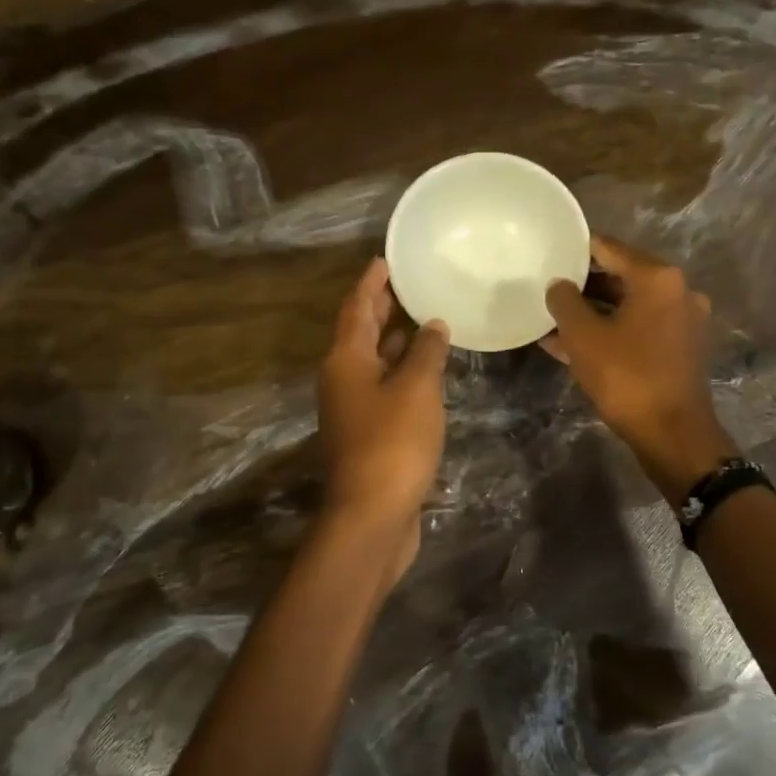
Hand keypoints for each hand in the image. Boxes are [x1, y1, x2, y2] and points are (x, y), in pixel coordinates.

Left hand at [318, 259, 449, 575]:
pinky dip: (401, 372)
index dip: (371, 283)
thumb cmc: (393, 442)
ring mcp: (352, 409)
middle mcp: (342, 379)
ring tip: (421, 321)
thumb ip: (426, 352)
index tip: (385, 260)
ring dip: (393, 341)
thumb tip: (433, 324)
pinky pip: (383, 388)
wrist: (372, 515)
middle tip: (405, 285)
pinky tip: (425, 372)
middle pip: (360, 334)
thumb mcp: (416, 389)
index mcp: (345, 360)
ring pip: (372, 362)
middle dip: (380, 309)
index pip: (356, 308)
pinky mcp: (367, 434)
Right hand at [544, 235, 737, 498]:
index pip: (609, 248)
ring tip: (553, 318)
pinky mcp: (680, 348)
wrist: (672, 434)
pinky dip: (610, 332)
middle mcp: (677, 291)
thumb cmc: (627, 377)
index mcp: (658, 278)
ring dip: (593, 311)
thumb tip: (558, 285)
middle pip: (621, 276)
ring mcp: (682, 321)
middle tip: (547, 287)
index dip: (576, 249)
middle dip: (583, 284)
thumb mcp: (584, 337)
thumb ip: (565, 302)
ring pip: (628, 306)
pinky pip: (638, 328)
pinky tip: (572, 344)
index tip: (550, 252)